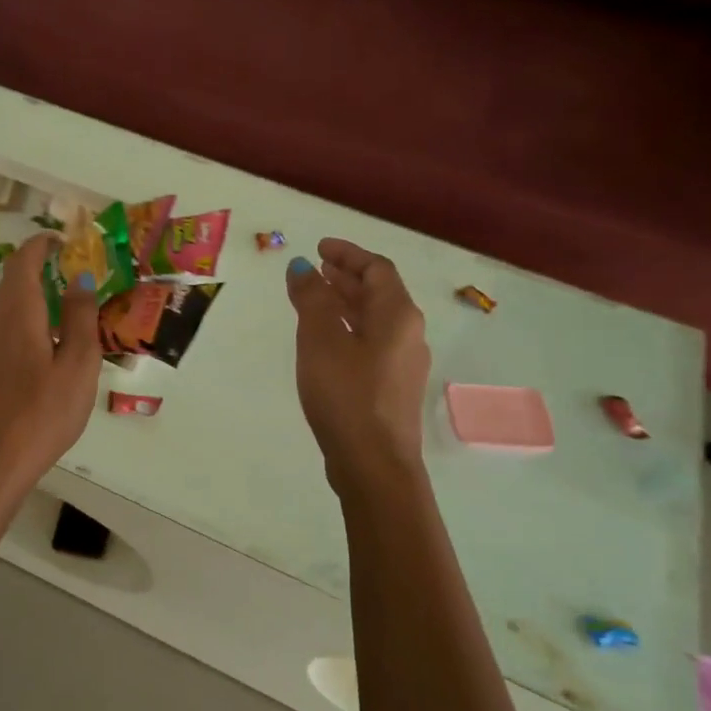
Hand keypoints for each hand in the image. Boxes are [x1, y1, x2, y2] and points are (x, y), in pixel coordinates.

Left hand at [0, 233, 101, 496]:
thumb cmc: (41, 412)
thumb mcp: (78, 364)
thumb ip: (80, 318)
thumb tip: (79, 280)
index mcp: (17, 311)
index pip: (24, 259)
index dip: (43, 244)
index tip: (67, 243)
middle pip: (13, 281)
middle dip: (42, 270)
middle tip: (77, 279)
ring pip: (7, 307)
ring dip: (34, 299)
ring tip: (67, 316)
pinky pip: (3, 330)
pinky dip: (25, 323)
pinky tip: (45, 351)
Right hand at [285, 239, 430, 475]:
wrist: (373, 462)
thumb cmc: (346, 394)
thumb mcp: (320, 340)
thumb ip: (312, 299)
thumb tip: (302, 267)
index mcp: (397, 315)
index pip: (377, 269)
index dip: (348, 254)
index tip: (320, 247)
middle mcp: (408, 333)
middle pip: (379, 293)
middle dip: (347, 276)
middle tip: (316, 268)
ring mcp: (403, 363)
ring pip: (374, 319)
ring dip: (346, 302)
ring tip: (315, 298)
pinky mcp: (391, 387)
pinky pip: (371, 342)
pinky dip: (348, 328)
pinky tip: (325, 340)